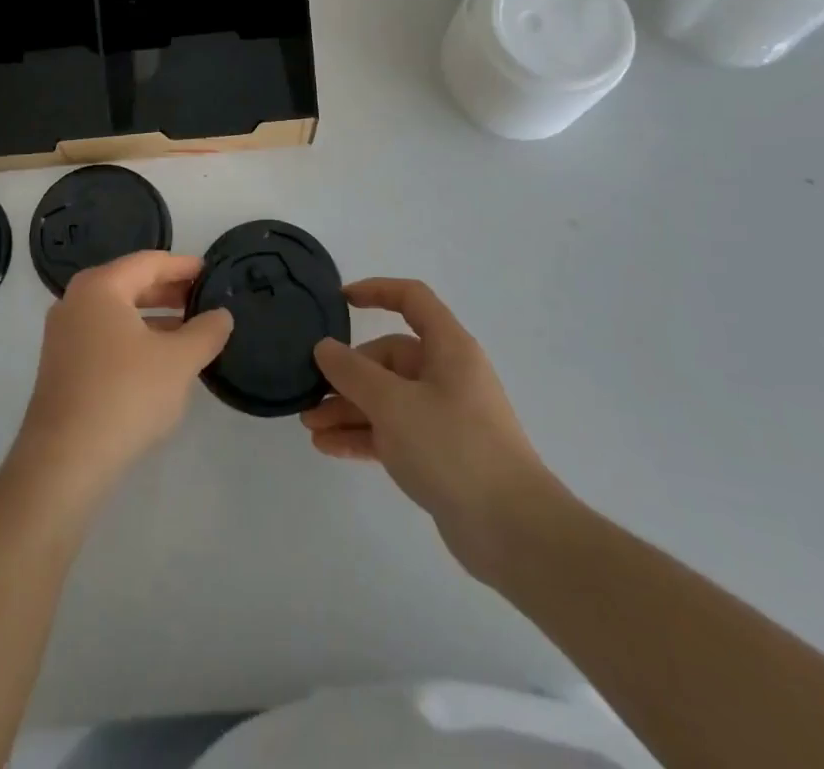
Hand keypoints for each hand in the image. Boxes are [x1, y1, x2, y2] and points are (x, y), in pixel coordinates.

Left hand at [13, 252, 233, 494]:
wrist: (64, 460)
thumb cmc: (125, 394)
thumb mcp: (179, 361)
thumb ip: (206, 332)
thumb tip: (221, 315)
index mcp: (101, 287)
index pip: (149, 262)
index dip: (183, 266)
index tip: (211, 272)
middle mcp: (76, 301)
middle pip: (131, 284)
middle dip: (169, 291)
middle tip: (204, 300)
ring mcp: (64, 334)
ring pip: (118, 312)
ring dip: (154, 317)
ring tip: (189, 330)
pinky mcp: (62, 365)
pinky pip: (105, 336)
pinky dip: (134, 338)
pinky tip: (159, 359)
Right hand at [301, 278, 558, 579]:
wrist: (513, 531)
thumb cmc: (453, 447)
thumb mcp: (393, 403)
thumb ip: (353, 372)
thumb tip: (324, 347)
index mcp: (448, 348)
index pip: (411, 299)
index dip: (376, 291)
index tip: (339, 300)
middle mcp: (447, 375)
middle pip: (389, 357)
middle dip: (347, 374)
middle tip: (311, 392)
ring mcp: (444, 416)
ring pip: (387, 398)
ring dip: (348, 409)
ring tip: (310, 426)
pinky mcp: (440, 454)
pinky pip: (393, 432)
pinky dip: (363, 435)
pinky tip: (328, 447)